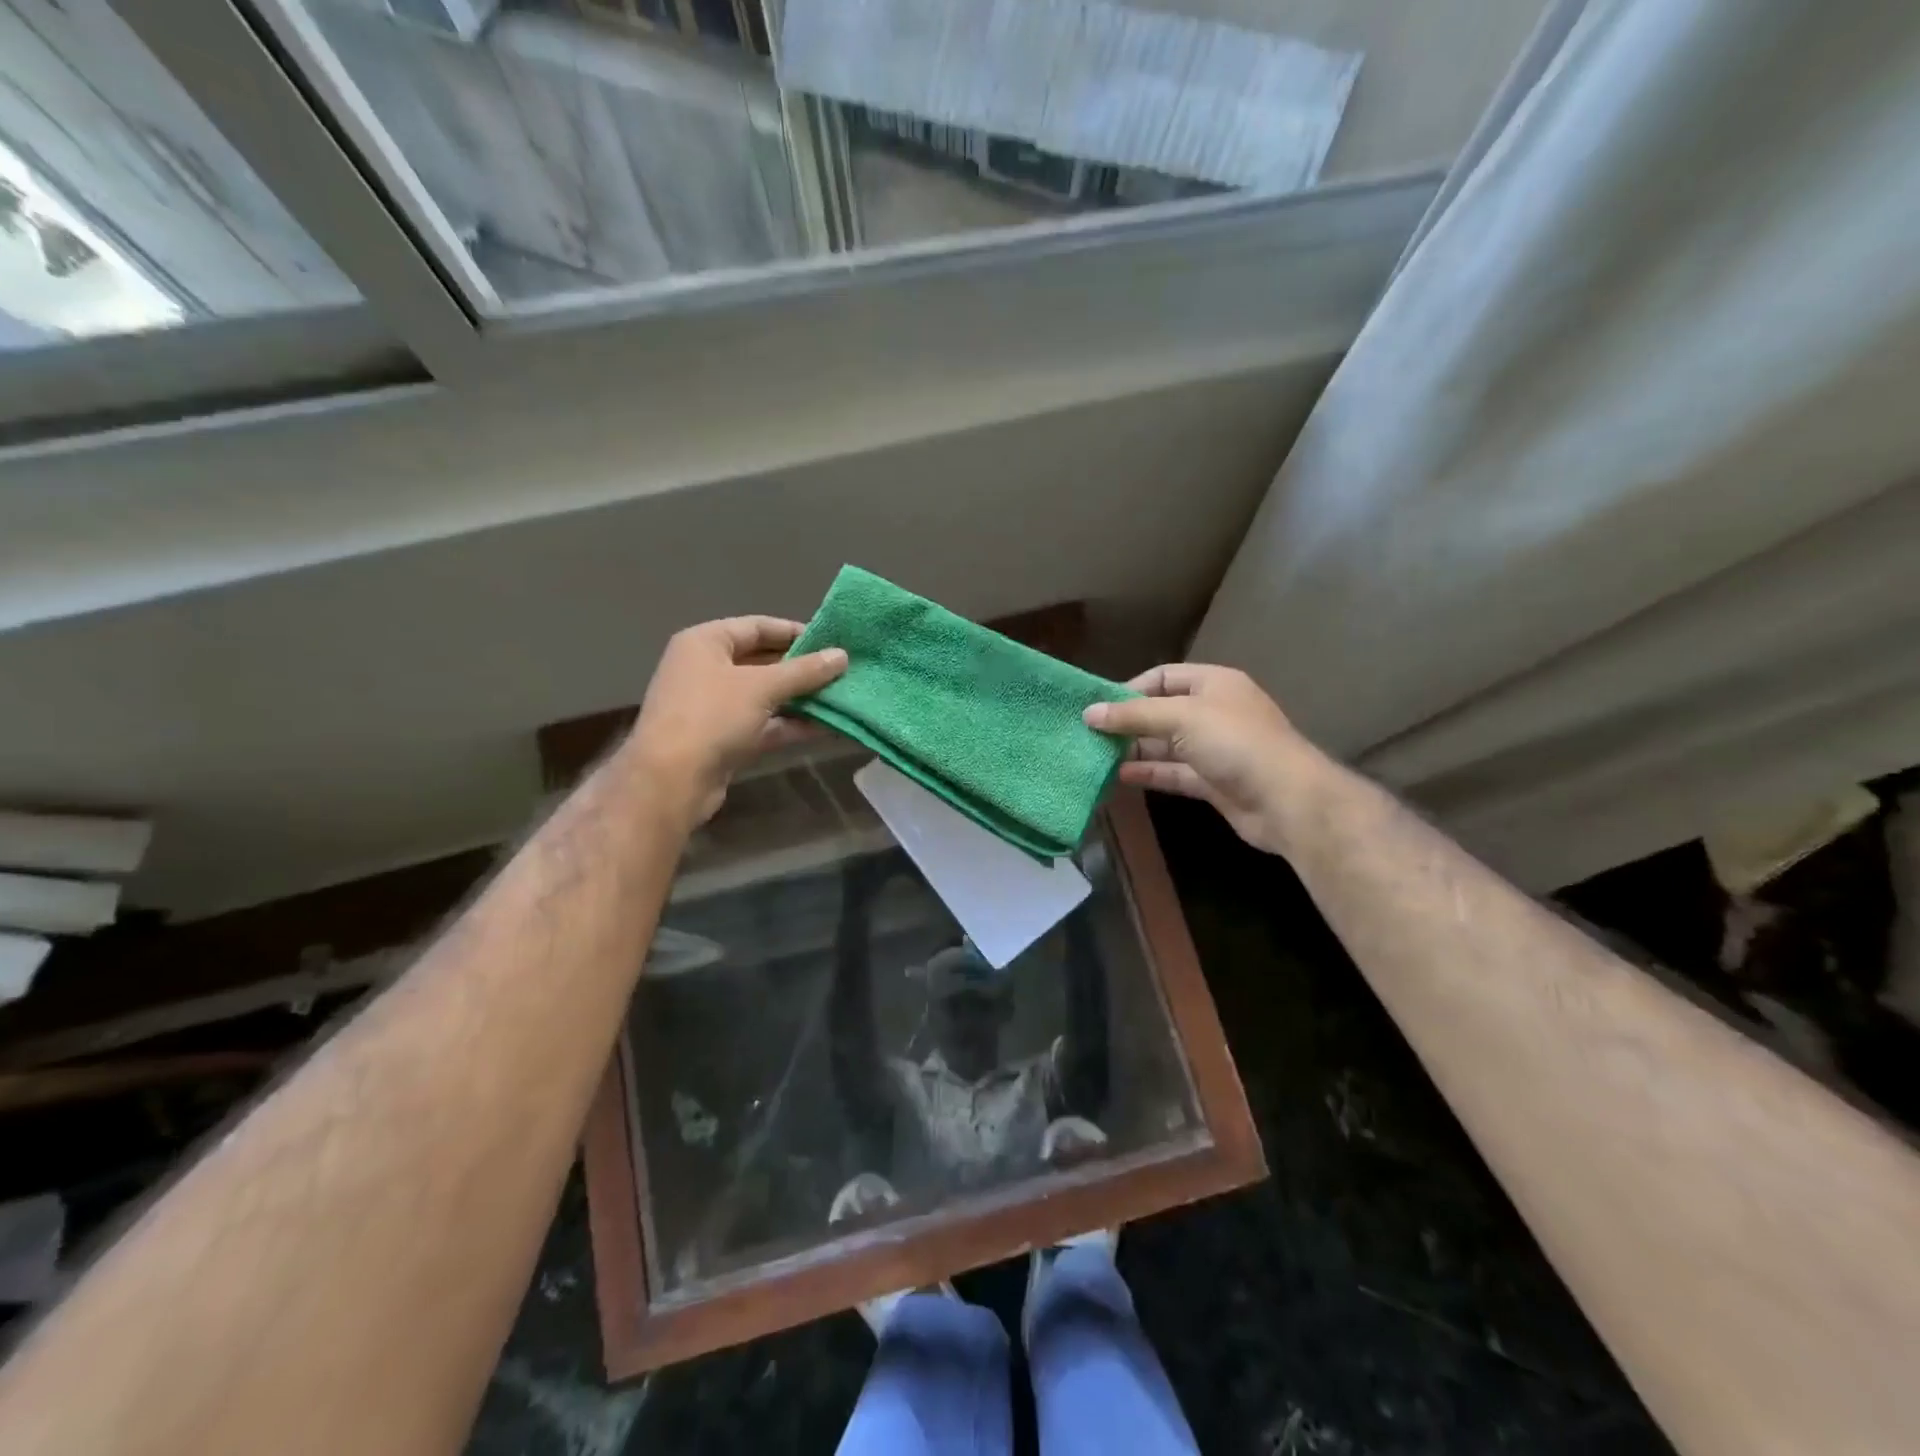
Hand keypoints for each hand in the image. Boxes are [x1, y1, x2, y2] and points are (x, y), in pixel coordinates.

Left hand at [627, 616, 846, 824]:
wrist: (671, 780)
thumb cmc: (712, 716)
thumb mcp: (762, 687)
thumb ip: (804, 671)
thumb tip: (842, 655)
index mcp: (705, 643)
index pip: (756, 627)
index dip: (794, 632)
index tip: (831, 640)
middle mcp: (707, 669)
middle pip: (762, 661)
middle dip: (802, 668)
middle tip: (841, 670)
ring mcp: (715, 706)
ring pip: (766, 696)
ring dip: (801, 698)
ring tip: (841, 697)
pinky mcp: (725, 739)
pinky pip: (764, 724)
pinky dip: (791, 724)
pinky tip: (827, 726)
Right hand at [1083, 664, 1322, 855]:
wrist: (1286, 800)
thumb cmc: (1235, 743)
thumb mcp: (1182, 717)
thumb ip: (1134, 715)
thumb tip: (1089, 713)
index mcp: (1213, 684)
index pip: (1163, 677)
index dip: (1130, 689)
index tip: (1099, 707)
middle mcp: (1213, 712)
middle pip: (1161, 712)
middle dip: (1128, 722)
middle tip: (1089, 734)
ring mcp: (1213, 749)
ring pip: (1165, 745)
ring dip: (1133, 749)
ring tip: (1095, 756)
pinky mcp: (1211, 781)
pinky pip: (1172, 772)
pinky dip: (1148, 773)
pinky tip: (1118, 776)